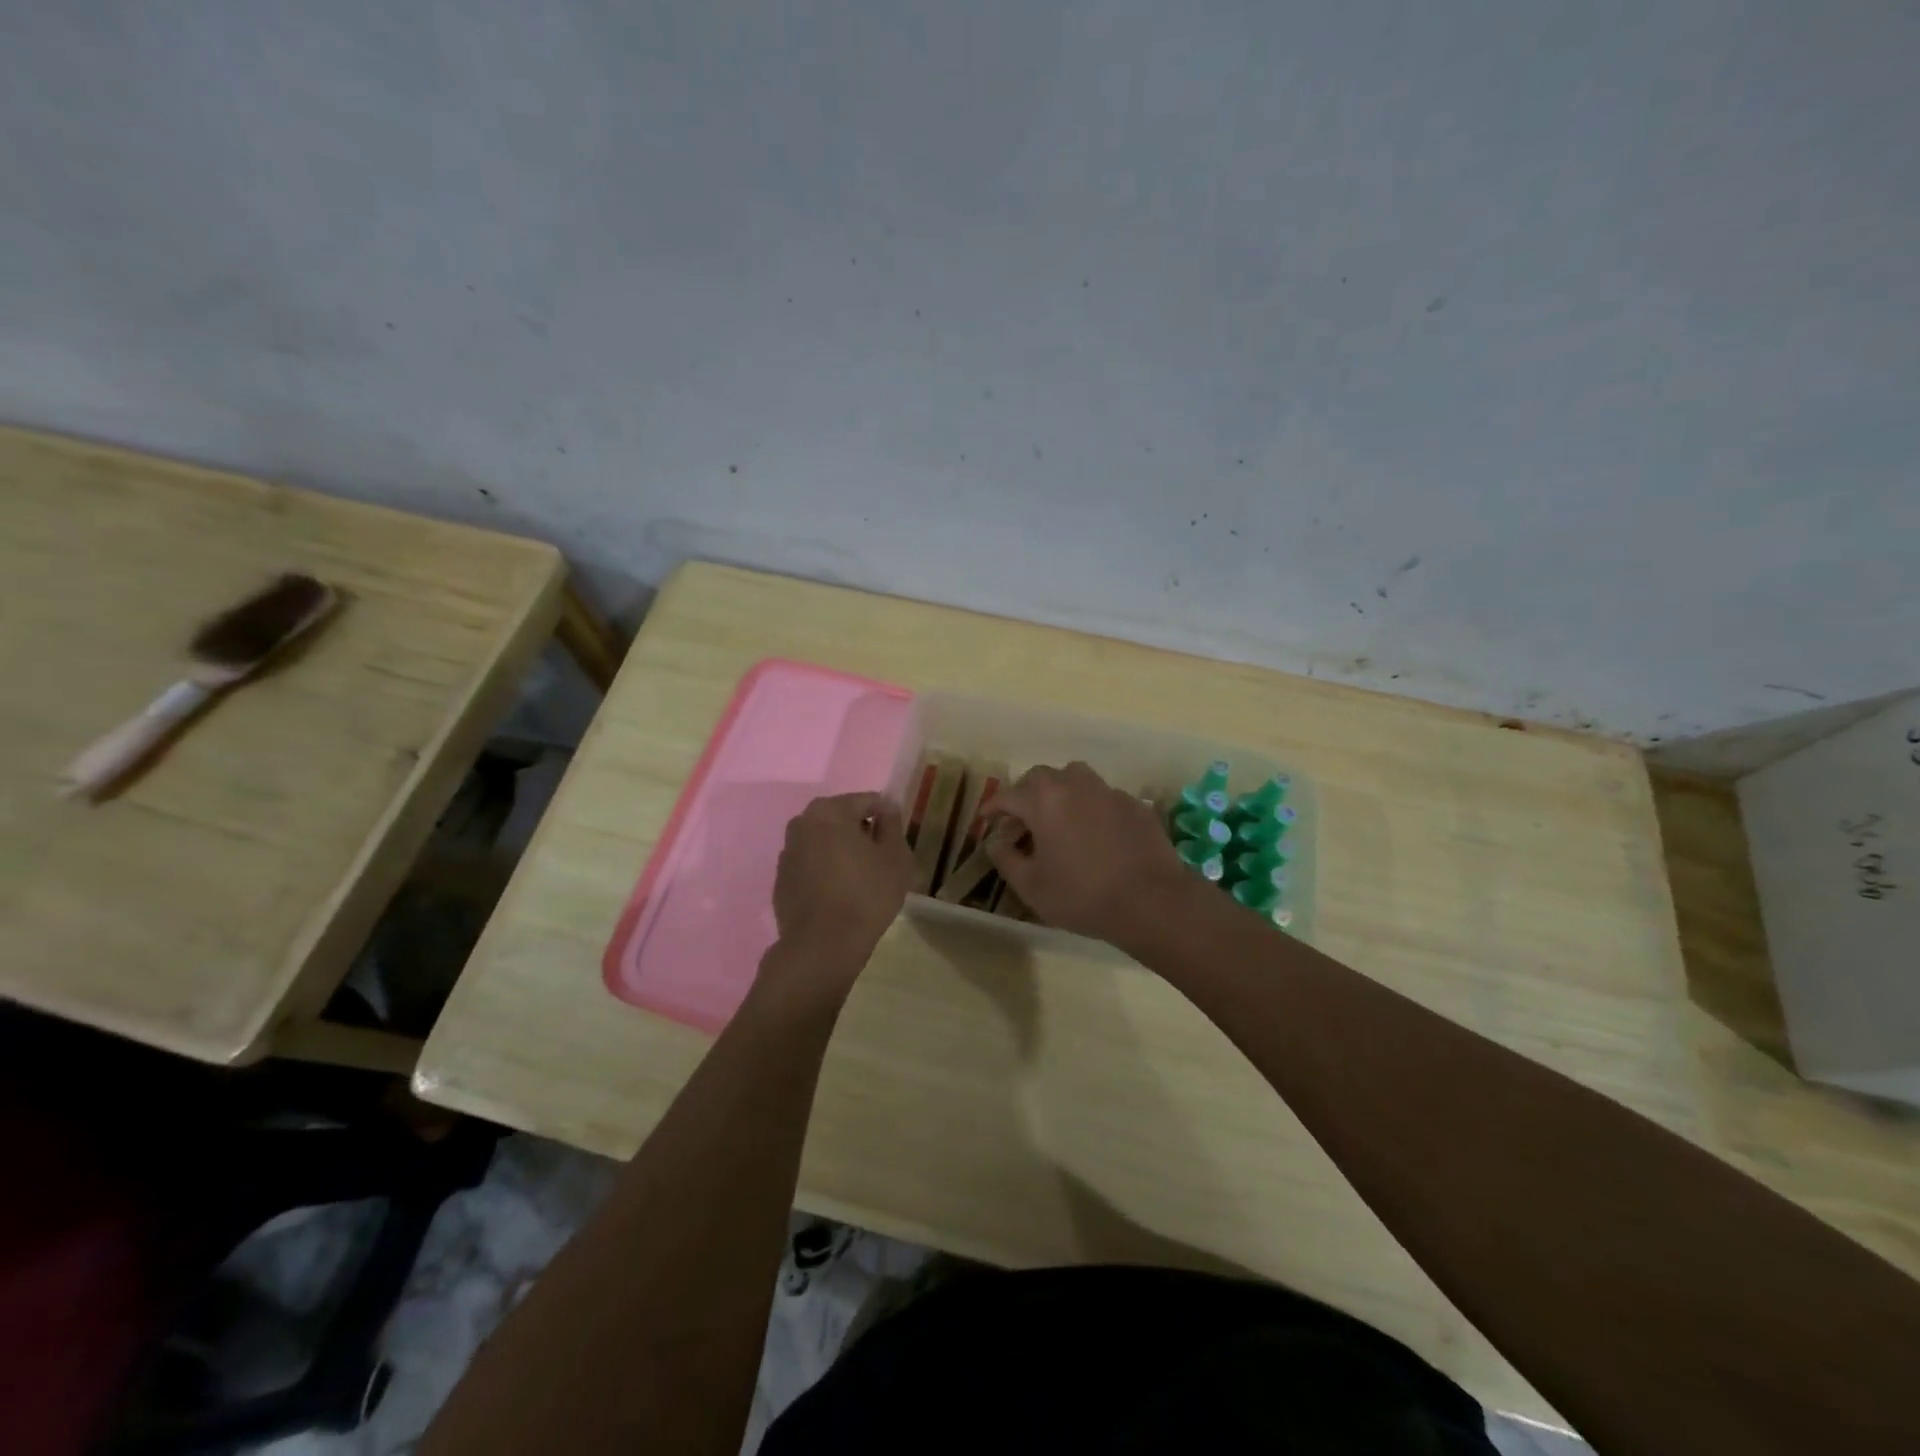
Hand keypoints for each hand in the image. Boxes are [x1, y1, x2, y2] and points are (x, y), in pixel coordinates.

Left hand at [771, 793, 913, 964]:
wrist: (822, 946)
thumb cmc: (866, 894)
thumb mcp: (895, 857)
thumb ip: (892, 825)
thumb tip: (887, 808)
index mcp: (830, 810)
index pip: (868, 801)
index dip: (888, 817)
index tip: (898, 840)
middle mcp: (802, 822)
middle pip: (842, 819)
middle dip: (862, 833)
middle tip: (882, 859)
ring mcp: (787, 852)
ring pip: (824, 842)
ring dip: (842, 852)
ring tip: (862, 878)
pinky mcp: (781, 879)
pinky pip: (811, 865)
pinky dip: (825, 871)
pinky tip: (840, 894)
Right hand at [984, 762, 1196, 949]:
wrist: (1151, 901)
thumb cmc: (1082, 895)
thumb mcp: (1031, 886)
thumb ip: (1006, 859)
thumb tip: (996, 842)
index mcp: (1043, 800)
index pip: (1008, 796)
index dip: (993, 808)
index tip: (986, 819)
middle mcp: (1074, 784)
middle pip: (1041, 778)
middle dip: (1026, 795)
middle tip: (1022, 821)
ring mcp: (1108, 791)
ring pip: (1075, 779)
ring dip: (1060, 793)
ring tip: (1058, 819)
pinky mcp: (1134, 804)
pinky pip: (1102, 797)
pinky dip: (1090, 808)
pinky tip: (1094, 833)